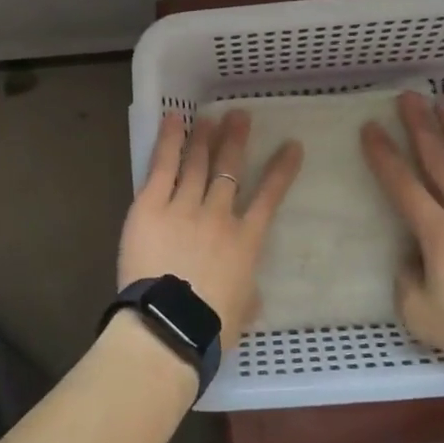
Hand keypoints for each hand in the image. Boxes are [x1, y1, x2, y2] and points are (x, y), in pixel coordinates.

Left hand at [118, 110, 303, 347]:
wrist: (169, 325)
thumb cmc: (210, 327)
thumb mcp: (242, 310)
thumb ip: (247, 292)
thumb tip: (250, 292)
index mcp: (245, 241)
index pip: (269, 198)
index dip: (281, 170)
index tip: (292, 145)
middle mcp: (218, 215)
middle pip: (229, 170)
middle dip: (236, 140)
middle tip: (239, 115)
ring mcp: (184, 207)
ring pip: (197, 164)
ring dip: (204, 137)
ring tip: (210, 116)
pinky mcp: (151, 206)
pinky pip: (163, 167)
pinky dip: (169, 142)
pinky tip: (174, 120)